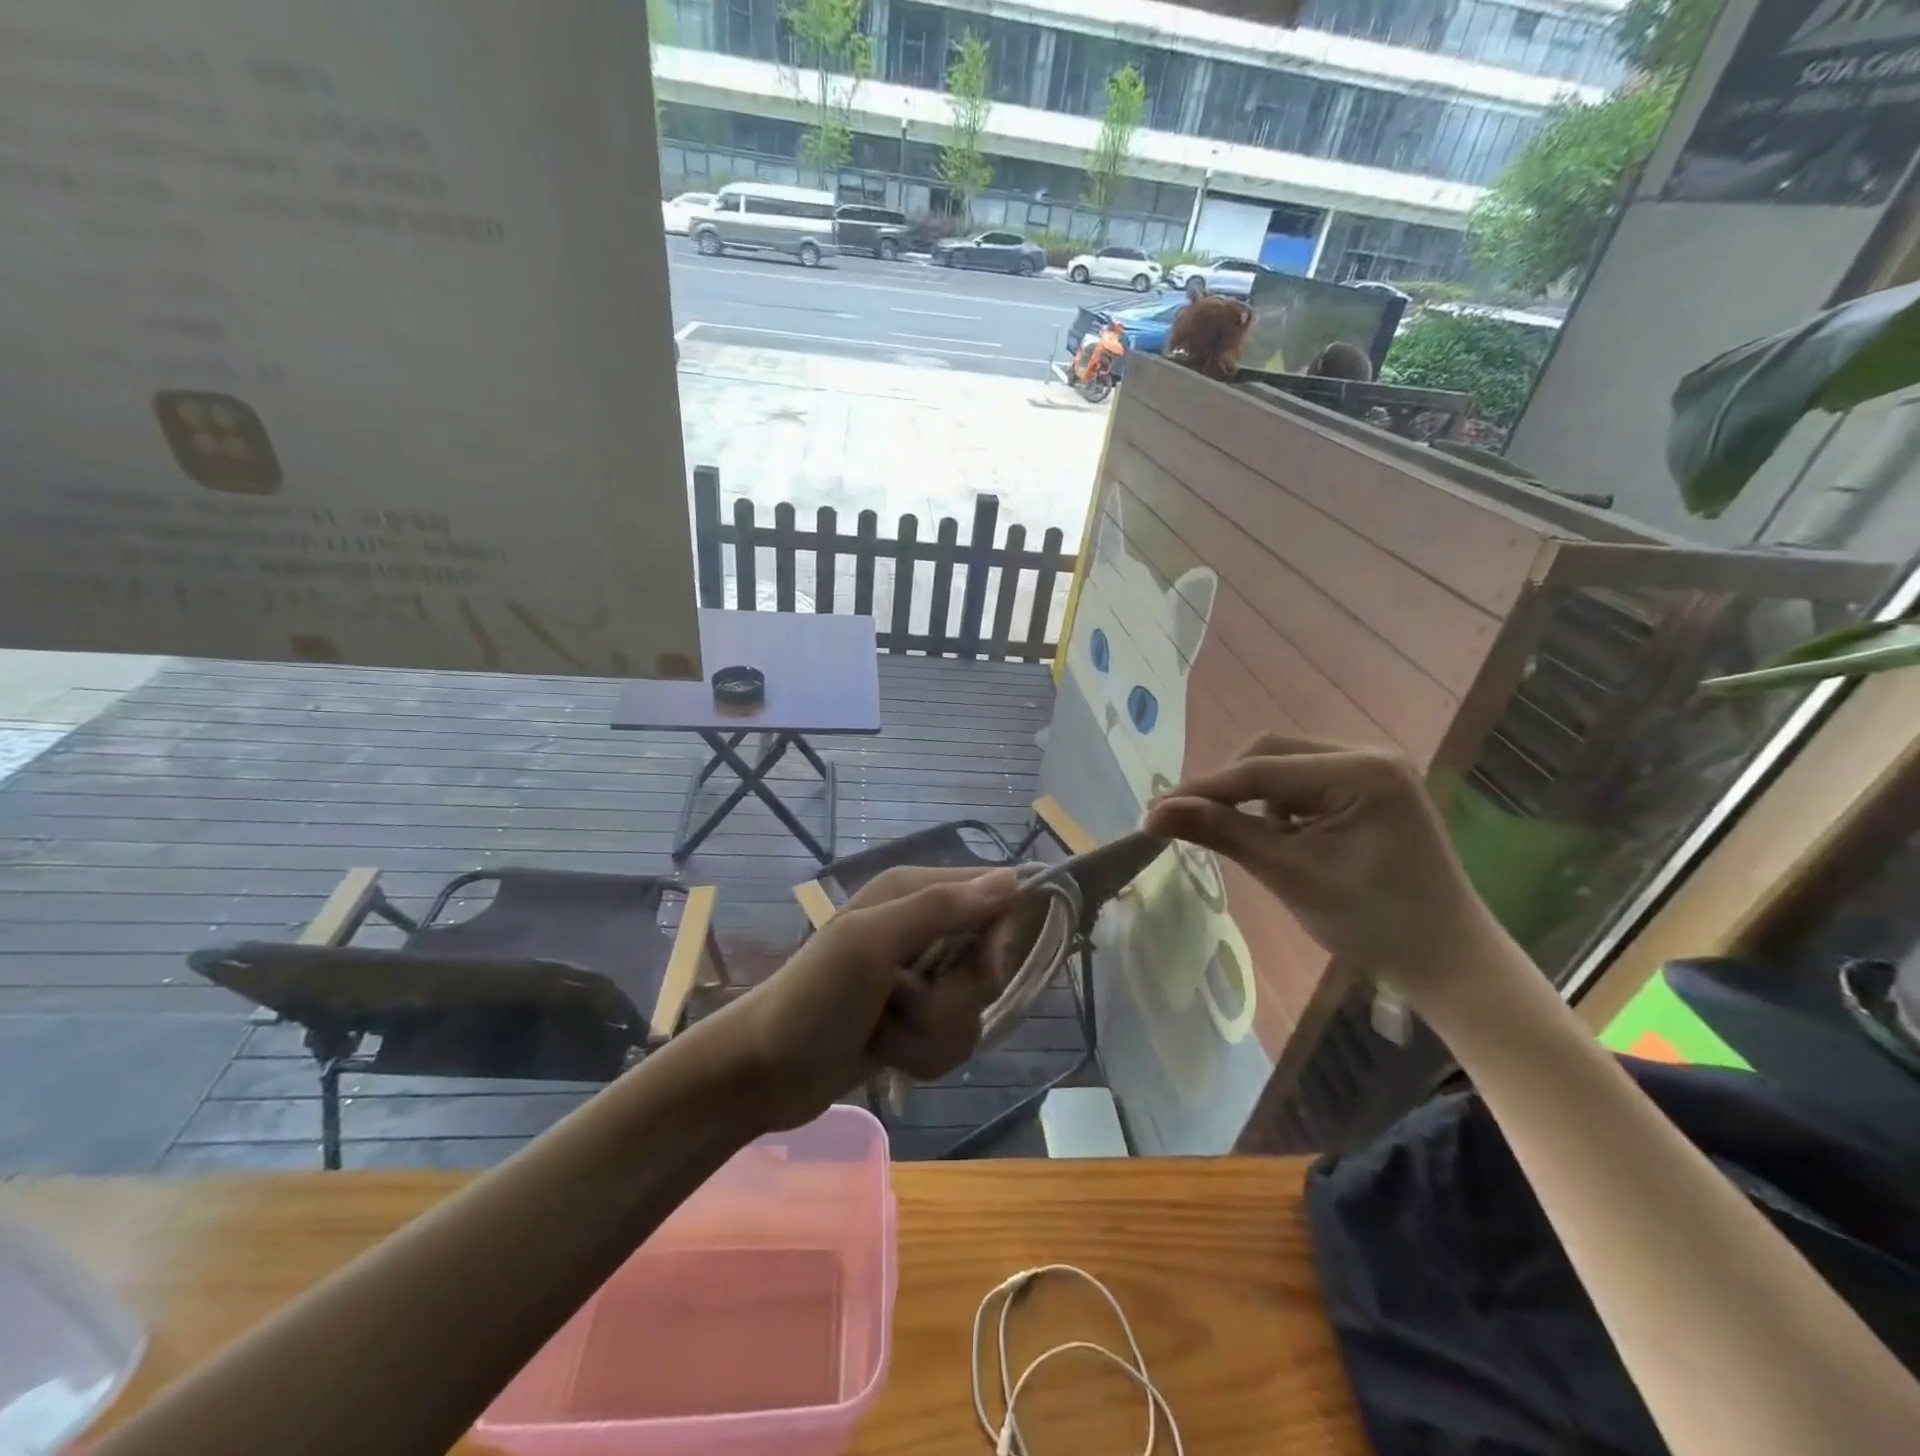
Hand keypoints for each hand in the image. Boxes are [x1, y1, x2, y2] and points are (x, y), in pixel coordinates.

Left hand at [711, 866, 1022, 1130]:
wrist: (763, 1073)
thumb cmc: (813, 997)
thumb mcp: (871, 942)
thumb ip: (939, 909)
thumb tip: (1012, 881)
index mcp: (913, 892)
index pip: (995, 894)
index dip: (999, 933)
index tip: (983, 966)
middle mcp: (924, 929)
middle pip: (988, 962)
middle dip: (952, 997)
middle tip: (903, 999)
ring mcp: (921, 980)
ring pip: (972, 1010)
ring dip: (930, 1032)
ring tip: (884, 1030)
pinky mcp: (917, 1023)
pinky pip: (954, 1040)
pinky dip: (922, 1053)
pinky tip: (886, 1052)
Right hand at [1144, 734, 1501, 1003]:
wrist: (1448, 961)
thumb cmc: (1373, 923)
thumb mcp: (1289, 874)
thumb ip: (1221, 833)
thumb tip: (1154, 813)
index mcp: (1361, 771)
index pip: (1259, 770)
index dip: (1202, 790)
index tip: (1152, 811)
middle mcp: (1369, 753)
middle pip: (1270, 753)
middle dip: (1228, 788)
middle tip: (1189, 823)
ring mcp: (1373, 768)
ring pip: (1284, 764)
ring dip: (1252, 796)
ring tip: (1240, 837)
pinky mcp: (1370, 787)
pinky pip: (1304, 780)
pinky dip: (1278, 804)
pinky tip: (1278, 836)